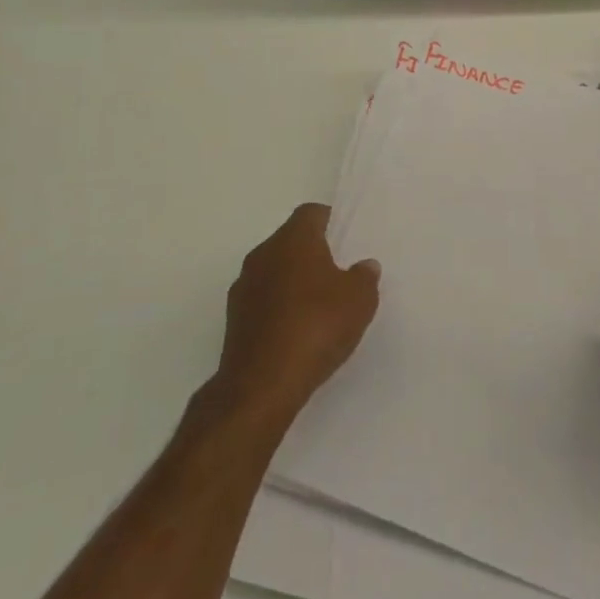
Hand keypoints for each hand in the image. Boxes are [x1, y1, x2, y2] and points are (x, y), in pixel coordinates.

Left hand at [212, 203, 380, 435]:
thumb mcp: (359, 300)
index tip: (347, 240)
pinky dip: (280, 307)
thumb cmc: (316, 327)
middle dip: (313, 253)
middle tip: (339, 274)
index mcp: (293, 239)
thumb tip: (364, 265)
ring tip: (320, 307)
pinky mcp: (234, 318)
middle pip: (291, 241)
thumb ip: (365, 277)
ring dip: (294, 282)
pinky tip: (298, 331)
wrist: (261, 385)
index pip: (311, 213)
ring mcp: (244, 286)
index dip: (331, 222)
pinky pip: (263, 300)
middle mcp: (263, 254)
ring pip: (275, 271)